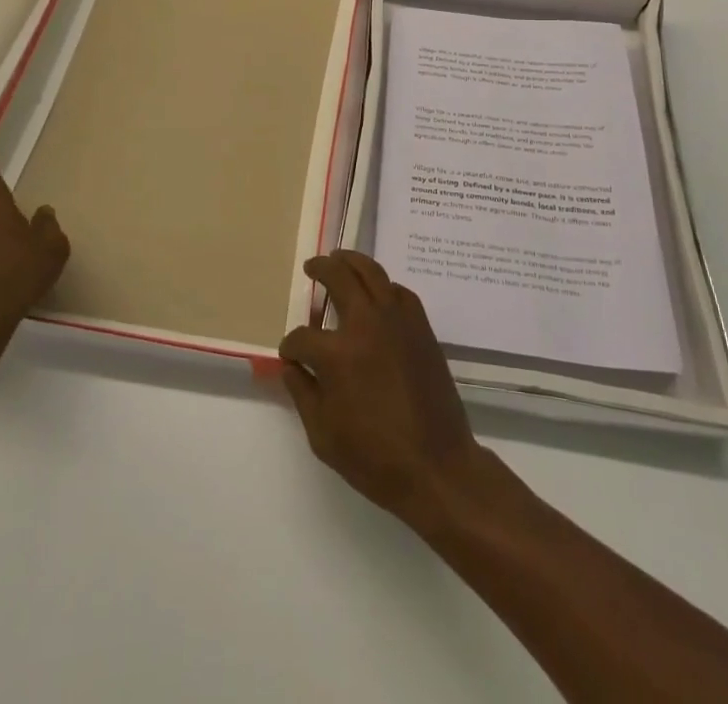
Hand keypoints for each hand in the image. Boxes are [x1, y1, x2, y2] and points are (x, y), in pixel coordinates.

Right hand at [279, 251, 489, 526]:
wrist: (436, 466)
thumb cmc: (375, 458)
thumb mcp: (323, 435)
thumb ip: (302, 393)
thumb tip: (291, 366)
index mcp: (337, 354)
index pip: (302, 338)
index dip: (291, 347)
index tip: (291, 356)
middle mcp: (366, 324)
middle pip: (338, 277)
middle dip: (320, 269)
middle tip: (312, 268)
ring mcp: (397, 320)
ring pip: (372, 272)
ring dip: (351, 261)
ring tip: (340, 259)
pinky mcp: (421, 326)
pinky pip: (398, 292)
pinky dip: (383, 286)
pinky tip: (376, 294)